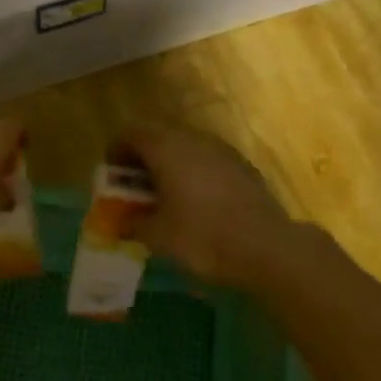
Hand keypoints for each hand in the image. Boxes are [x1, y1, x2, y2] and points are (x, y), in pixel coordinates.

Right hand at [122, 124, 302, 289]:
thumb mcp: (157, 236)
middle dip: (143, 158)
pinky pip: (208, 161)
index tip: (114, 176)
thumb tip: (124, 221)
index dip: (116, 151)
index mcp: (165, 148)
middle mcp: (192, 139)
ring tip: (167, 197)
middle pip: (158, 136)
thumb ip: (134, 223)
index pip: (130, 133)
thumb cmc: (202, 237)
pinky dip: (195, 173)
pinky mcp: (242, 166)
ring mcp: (221, 150)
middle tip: (137, 188)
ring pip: (185, 147)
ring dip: (170, 165)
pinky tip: (199, 204)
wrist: (266, 247)